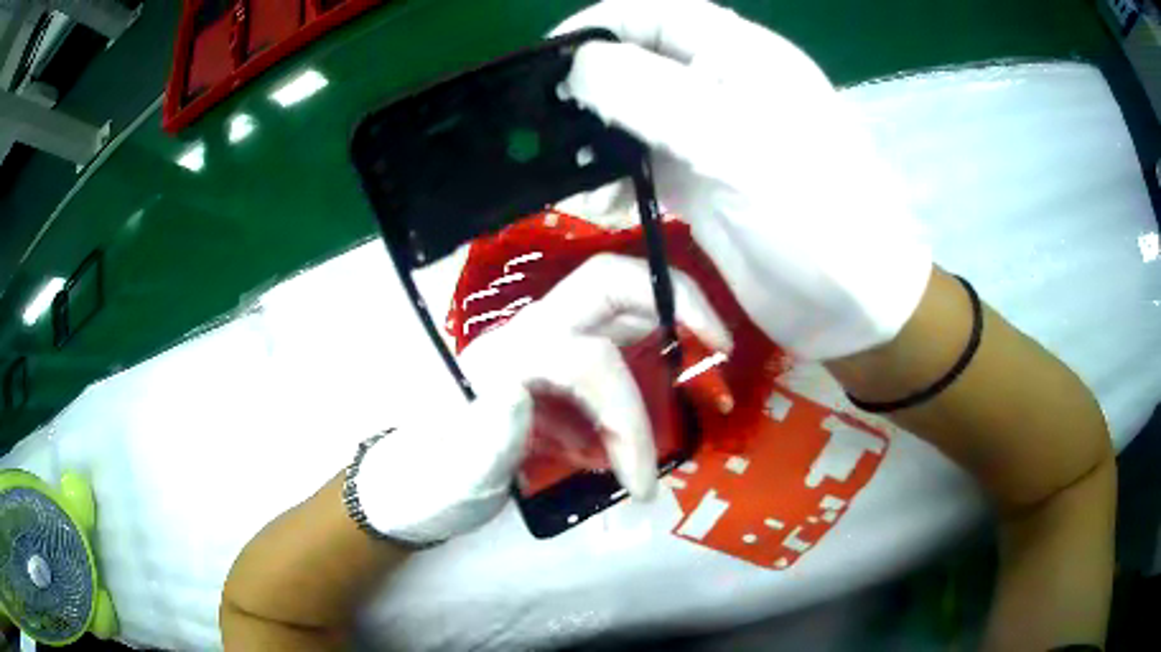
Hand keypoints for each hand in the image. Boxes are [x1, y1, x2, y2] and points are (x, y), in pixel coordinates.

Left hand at [355, 254, 731, 544]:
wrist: (417, 480)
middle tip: (720, 345)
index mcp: (506, 357)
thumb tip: (522, 395)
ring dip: (670, 326)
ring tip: (705, 367)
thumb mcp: (453, 470)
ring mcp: (548, 343)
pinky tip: (657, 402)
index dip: (629, 422)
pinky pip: (620, 339)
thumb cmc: (435, 475)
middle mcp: (531, 334)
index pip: (592, 364)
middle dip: (675, 303)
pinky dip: (652, 359)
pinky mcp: (561, 363)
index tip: (642, 484)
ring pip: (620, 304)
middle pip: (609, 284)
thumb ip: (483, 435)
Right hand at [553, 0, 931, 359]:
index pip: (651, 11)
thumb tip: (577, 65)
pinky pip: (642, 162)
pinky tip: (595, 203)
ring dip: (594, 136)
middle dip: (586, 85)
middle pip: (635, 59)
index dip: (594, 26)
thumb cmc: (815, 215)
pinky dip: (612, 176)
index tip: (543, 63)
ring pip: (632, 112)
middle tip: (542, 125)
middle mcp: (719, 83)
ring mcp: (709, 135)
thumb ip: (651, 93)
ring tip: (562, 171)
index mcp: (737, 53)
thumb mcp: (735, 142)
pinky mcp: (702, 182)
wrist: (854, 307)